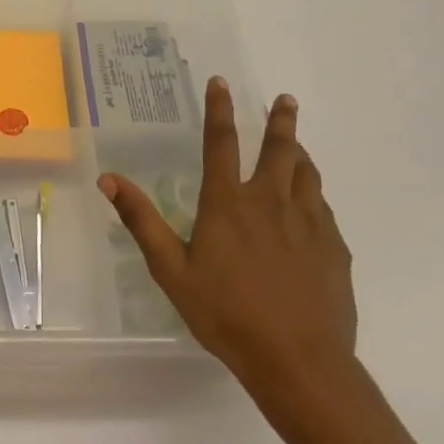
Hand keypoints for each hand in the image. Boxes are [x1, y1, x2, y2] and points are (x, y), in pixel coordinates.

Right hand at [100, 83, 356, 418]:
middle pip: (279, 149)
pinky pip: (323, 207)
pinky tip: (310, 203)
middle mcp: (271, 203)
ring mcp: (309, 223)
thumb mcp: (171, 270)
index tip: (221, 82)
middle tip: (284, 99)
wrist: (298, 360)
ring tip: (297, 144)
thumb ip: (142, 221)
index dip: (219, 110)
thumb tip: (109, 179)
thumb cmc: (226, 314)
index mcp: (229, 204)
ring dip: (299, 153)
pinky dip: (313, 193)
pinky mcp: (334, 247)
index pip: (222, 143)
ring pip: (307, 174)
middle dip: (280, 120)